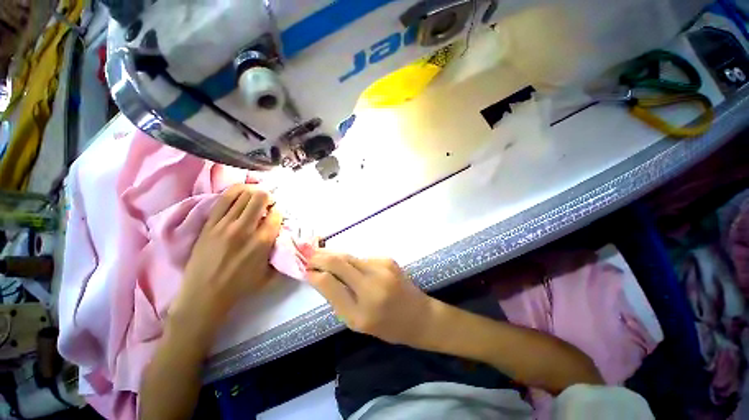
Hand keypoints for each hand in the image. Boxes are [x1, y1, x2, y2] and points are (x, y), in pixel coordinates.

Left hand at [171, 185, 282, 328]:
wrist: (204, 295)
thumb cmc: (240, 287)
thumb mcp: (270, 275)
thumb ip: (280, 256)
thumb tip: (285, 240)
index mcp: (262, 242)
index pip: (276, 214)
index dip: (279, 211)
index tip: (277, 214)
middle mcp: (244, 229)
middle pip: (260, 198)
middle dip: (268, 197)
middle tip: (268, 202)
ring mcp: (224, 225)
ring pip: (242, 195)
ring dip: (252, 192)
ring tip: (255, 195)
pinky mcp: (209, 224)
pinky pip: (223, 200)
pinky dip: (235, 192)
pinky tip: (240, 193)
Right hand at [307, 251, 436, 345]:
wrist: (419, 315)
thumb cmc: (387, 325)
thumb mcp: (357, 322)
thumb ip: (336, 299)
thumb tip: (318, 276)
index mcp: (362, 310)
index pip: (329, 282)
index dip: (313, 272)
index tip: (304, 268)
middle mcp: (373, 283)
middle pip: (339, 260)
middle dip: (320, 256)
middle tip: (308, 255)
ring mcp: (382, 267)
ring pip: (350, 256)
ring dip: (336, 257)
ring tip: (325, 258)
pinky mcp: (388, 259)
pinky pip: (362, 258)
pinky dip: (353, 262)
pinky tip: (353, 268)